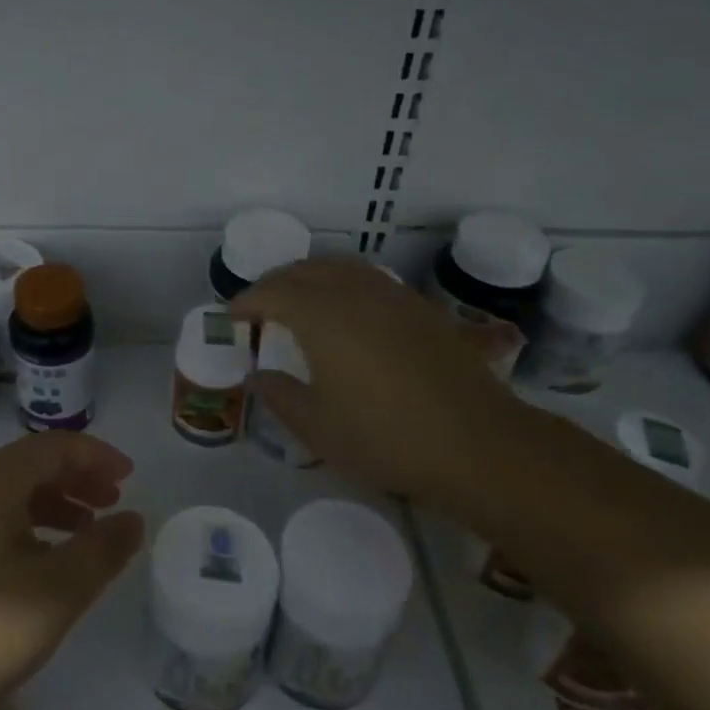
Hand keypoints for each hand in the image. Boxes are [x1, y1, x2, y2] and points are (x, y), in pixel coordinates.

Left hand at [0, 433, 144, 709]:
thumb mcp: (54, 593)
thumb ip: (101, 551)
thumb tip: (133, 519)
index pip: (53, 446)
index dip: (96, 456)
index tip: (129, 478)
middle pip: (27, 467)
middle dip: (75, 480)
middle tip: (110, 505)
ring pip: (5, 497)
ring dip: (49, 508)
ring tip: (80, 538)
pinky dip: (20, 531)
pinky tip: (32, 570)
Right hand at [231, 256, 519, 498]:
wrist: (478, 442)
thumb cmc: (387, 436)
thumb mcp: (319, 428)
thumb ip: (281, 397)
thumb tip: (257, 377)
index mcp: (321, 316)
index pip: (273, 294)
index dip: (247, 301)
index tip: (232, 316)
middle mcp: (354, 293)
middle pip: (305, 271)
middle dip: (276, 282)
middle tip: (260, 304)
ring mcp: (392, 296)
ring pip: (340, 267)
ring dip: (311, 276)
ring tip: (299, 297)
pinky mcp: (421, 308)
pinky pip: (370, 279)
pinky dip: (344, 282)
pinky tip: (349, 308)